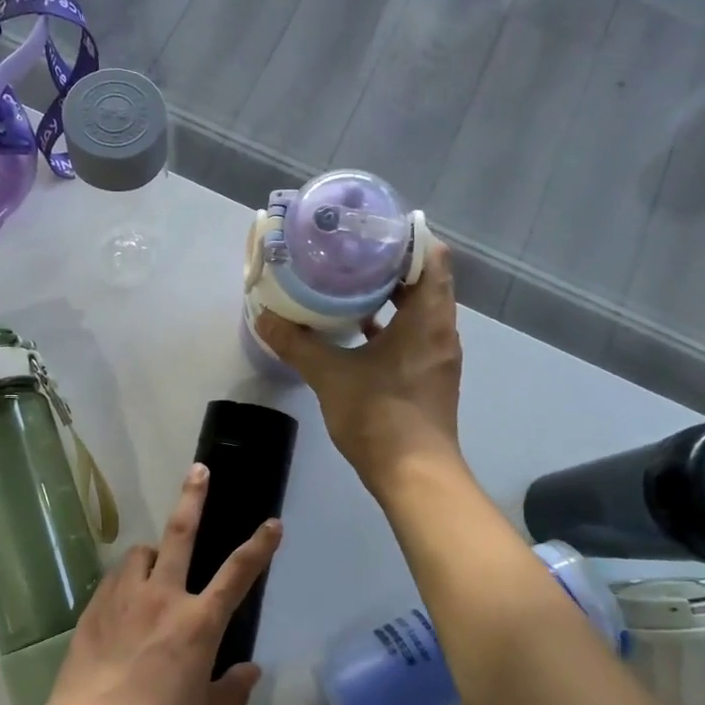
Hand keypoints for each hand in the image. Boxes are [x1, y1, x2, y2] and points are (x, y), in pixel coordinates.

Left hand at [33, 464, 278, 704]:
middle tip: (199, 470)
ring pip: (140, 553)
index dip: (259, 545)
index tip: (272, 524)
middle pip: (180, 533)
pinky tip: (124, 603)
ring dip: (152, 554)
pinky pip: (115, 579)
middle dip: (193, 497)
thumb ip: (231, 689)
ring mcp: (123, 599)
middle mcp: (162, 598)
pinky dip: (126, 580)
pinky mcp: (92, 609)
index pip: (238, 573)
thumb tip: (251, 670)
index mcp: (198, 623)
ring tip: (153, 569)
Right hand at [255, 241, 464, 498]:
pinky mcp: (429, 376)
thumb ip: (297, 343)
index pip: (431, 256)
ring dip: (390, 294)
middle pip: (424, 279)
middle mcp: (441, 330)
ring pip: (419, 309)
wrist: (415, 476)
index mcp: (428, 318)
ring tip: (349, 280)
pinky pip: (414, 334)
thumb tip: (263, 317)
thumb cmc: (379, 416)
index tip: (372, 227)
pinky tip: (356, 328)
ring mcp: (438, 355)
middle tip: (351, 249)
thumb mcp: (330, 375)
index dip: (406, 236)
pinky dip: (390, 323)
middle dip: (390, 262)